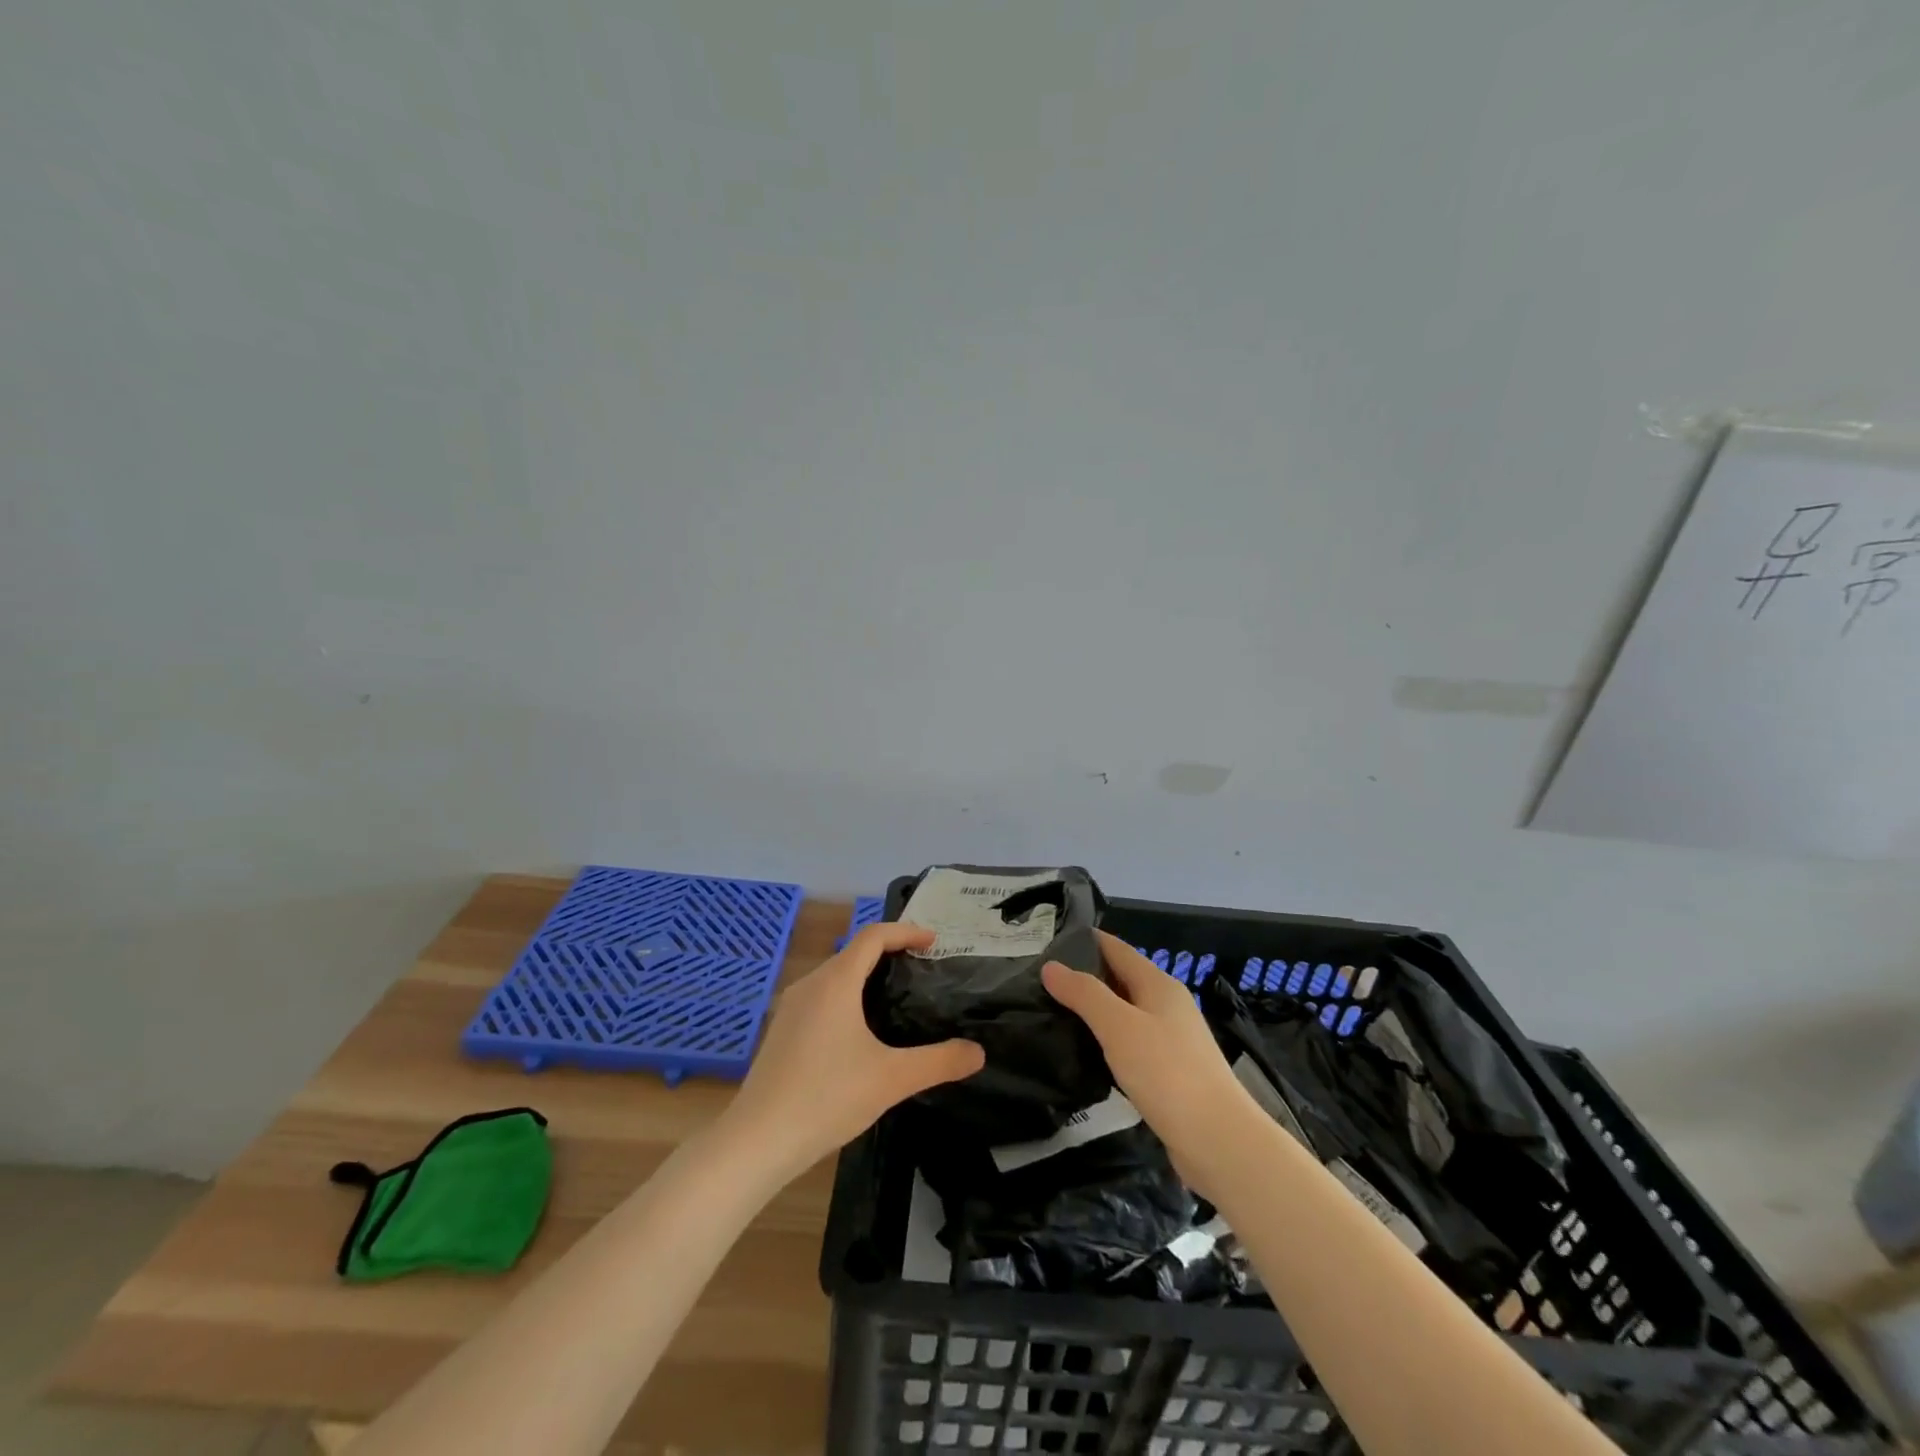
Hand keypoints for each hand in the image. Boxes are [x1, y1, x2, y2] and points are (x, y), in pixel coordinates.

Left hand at [723, 922, 985, 1179]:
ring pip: (836, 975)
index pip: (874, 936)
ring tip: (897, 997)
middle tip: (923, 970)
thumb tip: (977, 1052)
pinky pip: (822, 996)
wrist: (757, 1140)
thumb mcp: (892, 1079)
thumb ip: (939, 1062)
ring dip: (867, 975)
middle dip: (890, 953)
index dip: (906, 932)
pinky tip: (860, 1031)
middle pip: (854, 952)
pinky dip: (848, 996)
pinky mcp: (782, 1030)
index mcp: (836, 982)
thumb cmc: (827, 1098)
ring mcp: (791, 1007)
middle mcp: (810, 984)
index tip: (934, 942)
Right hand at [1043, 930, 1254, 1194]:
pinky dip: (1107, 1040)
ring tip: (1055, 1013)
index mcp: (1159, 985)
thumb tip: (1050, 966)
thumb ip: (1084, 994)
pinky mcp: (1170, 1072)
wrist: (1218, 1140)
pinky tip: (1086, 1052)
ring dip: (1095, 1010)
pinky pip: (1131, 1043)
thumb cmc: (1167, 1073)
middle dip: (1085, 976)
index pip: (1117, 949)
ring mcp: (1172, 1040)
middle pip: (1121, 979)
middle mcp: (1167, 1005)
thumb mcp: (1118, 1026)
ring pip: (1125, 1012)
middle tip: (1041, 981)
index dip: (1086, 941)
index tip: (1049, 943)